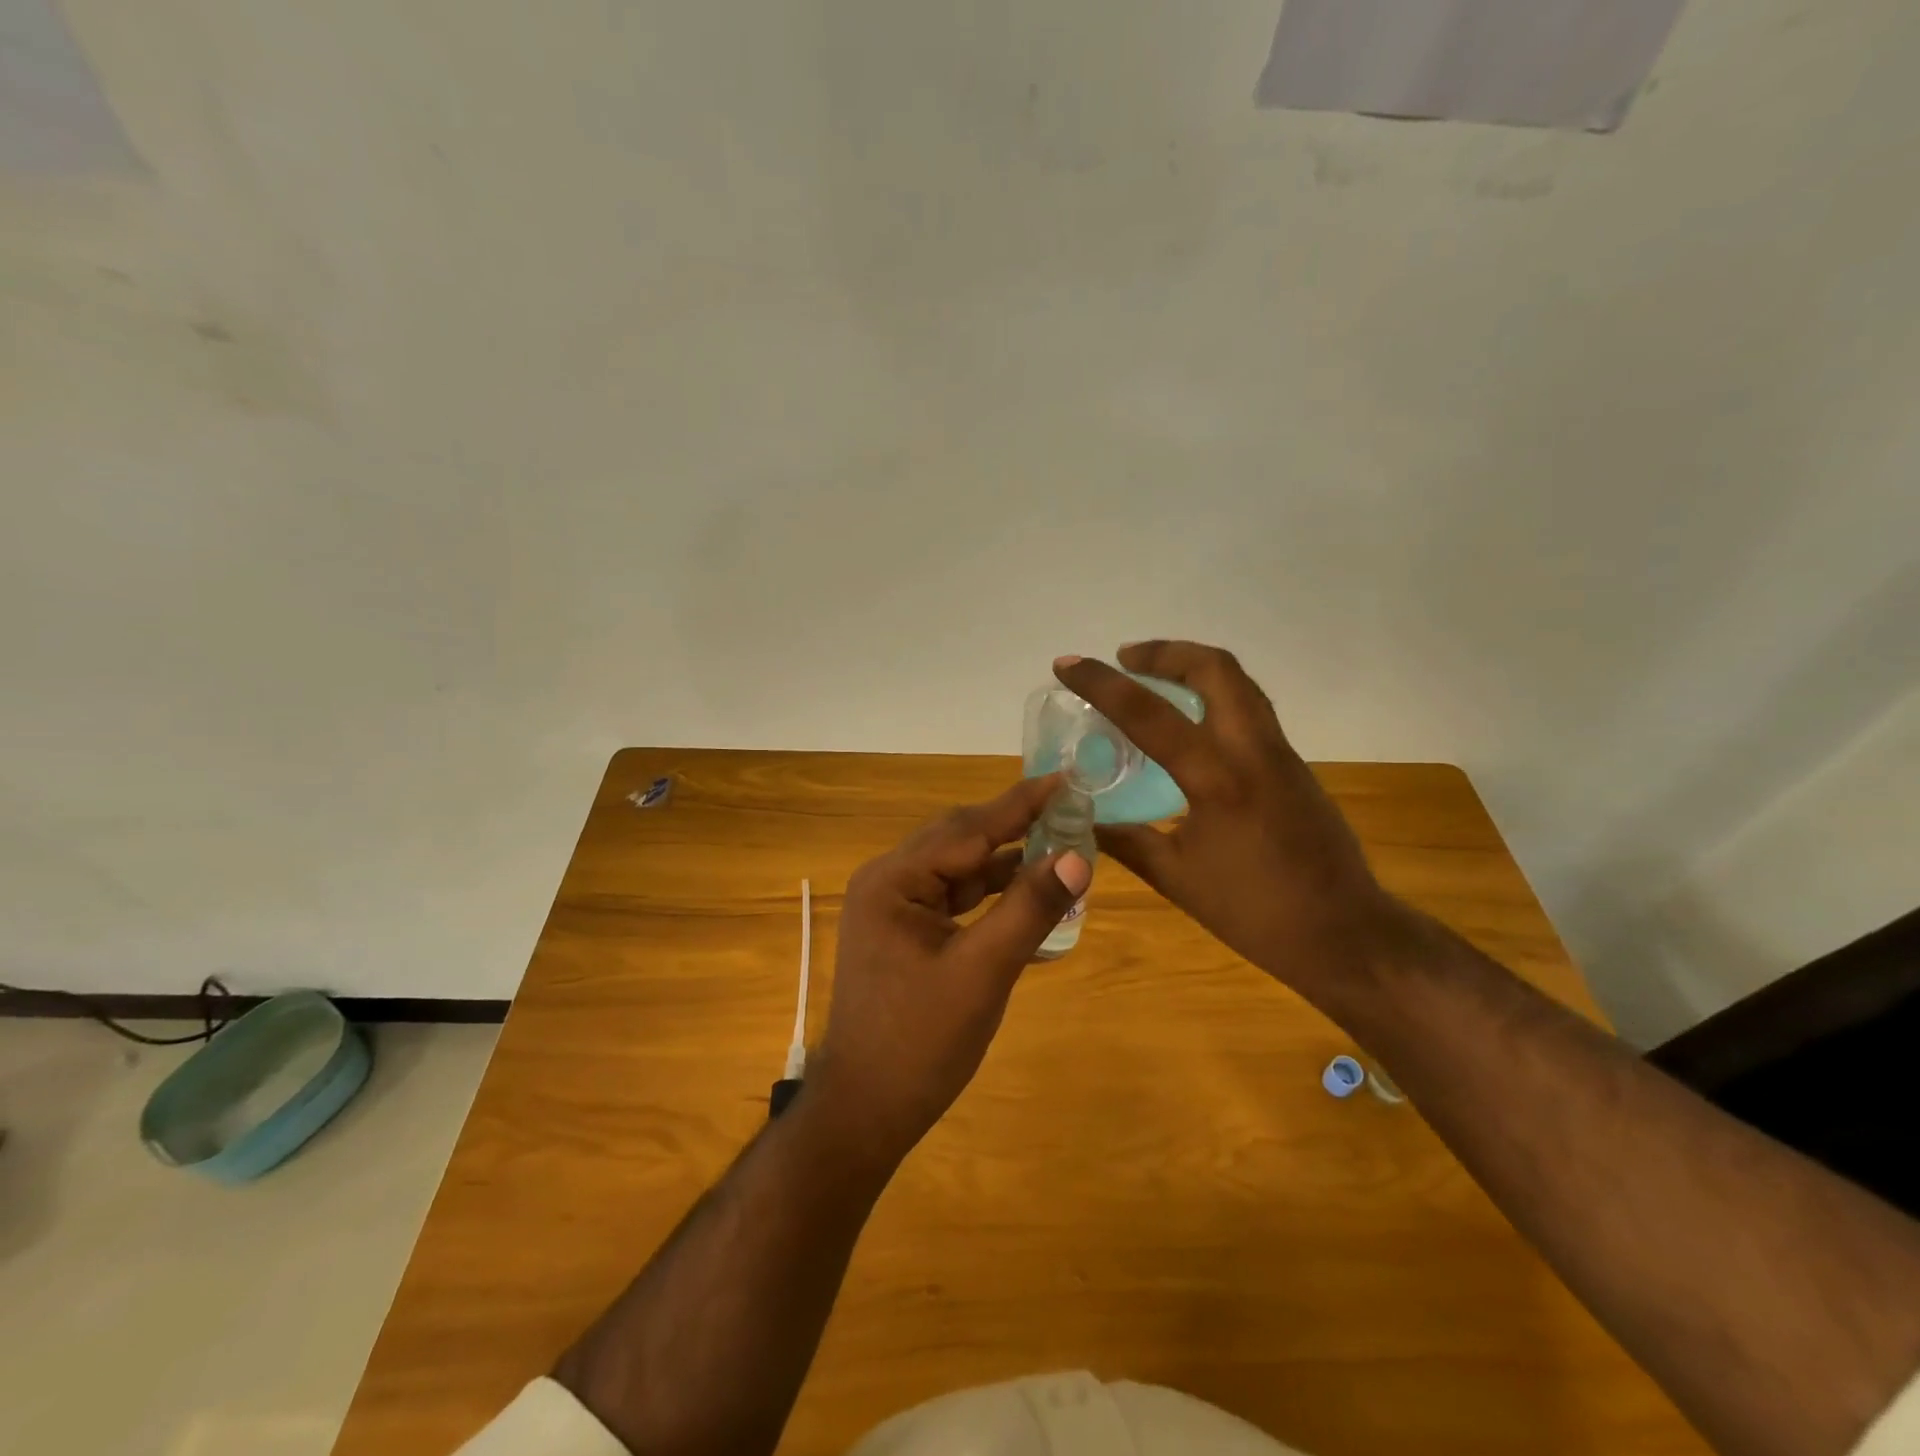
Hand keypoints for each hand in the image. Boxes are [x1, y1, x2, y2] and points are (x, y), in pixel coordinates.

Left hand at [810, 776, 1091, 1160]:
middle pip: (961, 840)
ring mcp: (894, 907)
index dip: (1021, 804)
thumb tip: (1079, 856)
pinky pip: (955, 897)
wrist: (866, 1111)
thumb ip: (1029, 909)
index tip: (1066, 778)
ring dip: (1007, 860)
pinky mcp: (905, 931)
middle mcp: (888, 881)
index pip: (968, 829)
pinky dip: (992, 893)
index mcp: (893, 880)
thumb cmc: (919, 1043)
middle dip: (1016, 825)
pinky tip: (1030, 892)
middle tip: (1070, 808)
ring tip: (1061, 845)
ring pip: (960, 868)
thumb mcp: (983, 973)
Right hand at [1053, 642, 1407, 996]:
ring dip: (1192, 667)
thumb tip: (1082, 818)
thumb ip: (1127, 841)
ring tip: (1152, 679)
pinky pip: (1250, 708)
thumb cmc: (1255, 912)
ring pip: (1239, 682)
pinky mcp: (1293, 765)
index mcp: (1218, 779)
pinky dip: (1213, 696)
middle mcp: (1254, 750)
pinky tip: (1189, 725)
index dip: (1100, 683)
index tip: (1066, 663)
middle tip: (1125, 658)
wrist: (1345, 933)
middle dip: (1164, 652)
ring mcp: (1281, 753)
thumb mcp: (1177, 878)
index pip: (1149, 713)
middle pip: (1215, 667)